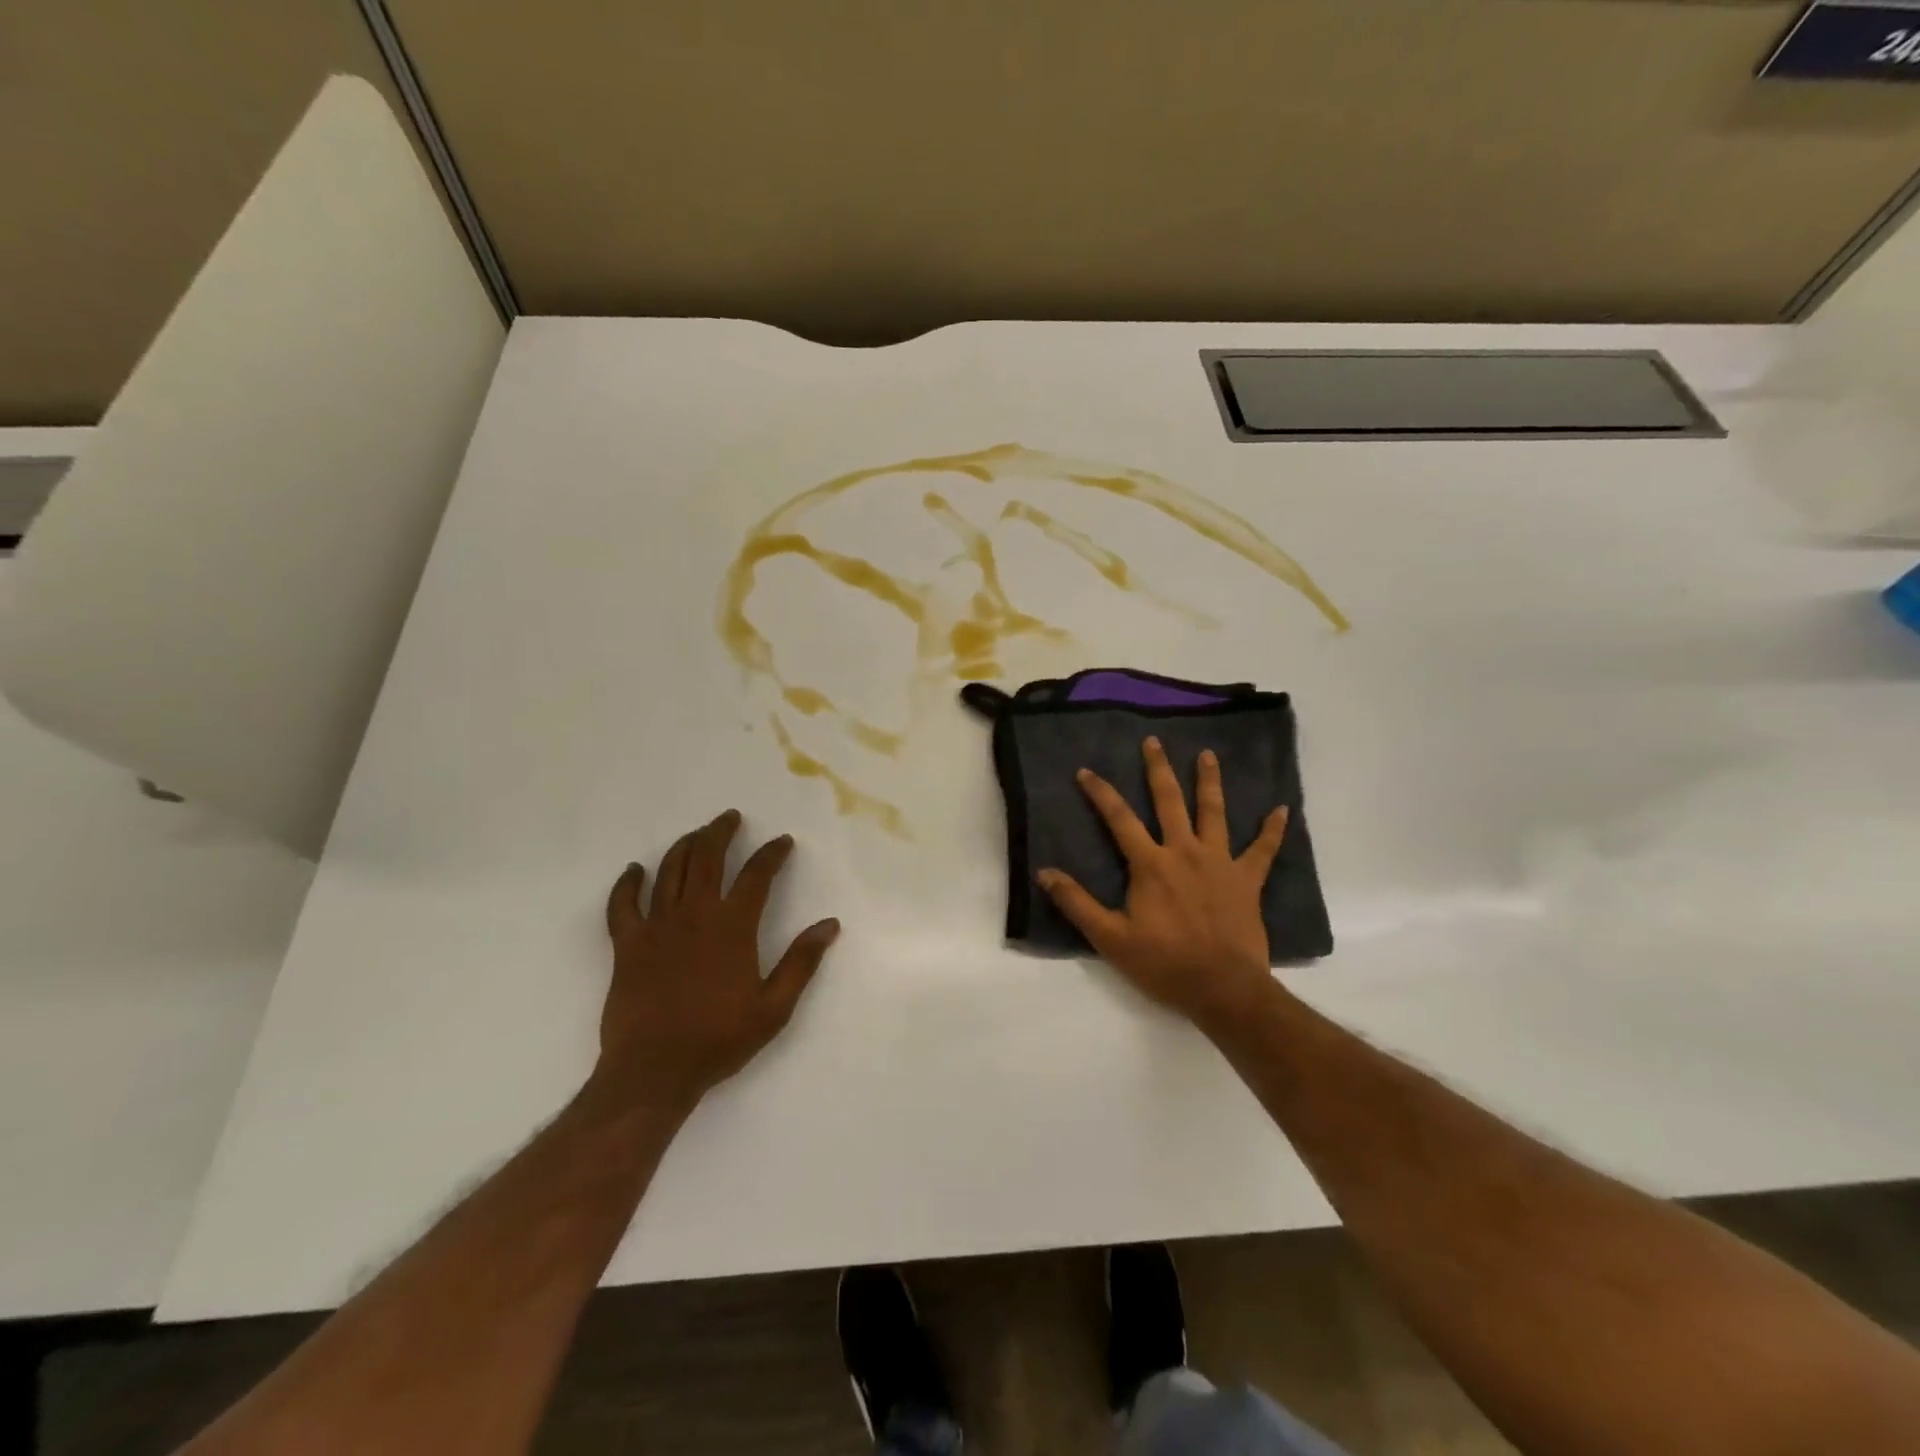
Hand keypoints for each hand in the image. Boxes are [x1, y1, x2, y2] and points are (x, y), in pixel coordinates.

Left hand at [595, 810, 839, 1112]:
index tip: (782, 842)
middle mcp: (695, 915)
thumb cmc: (718, 1040)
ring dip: (684, 846)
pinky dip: (627, 884)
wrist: (654, 1071)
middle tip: (730, 817)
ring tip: (696, 834)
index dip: (772, 854)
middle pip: (708, 858)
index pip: (757, 875)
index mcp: (733, 927)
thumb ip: (801, 962)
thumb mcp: (774, 1007)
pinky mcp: (627, 945)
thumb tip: (829, 925)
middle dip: (721, 832)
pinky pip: (622, 904)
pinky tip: (633, 871)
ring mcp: (657, 927)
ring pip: (670, 871)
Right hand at [1037, 737, 1287, 1029]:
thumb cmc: (1164, 963)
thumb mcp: (1110, 938)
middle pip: (1169, 801)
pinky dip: (1273, 830)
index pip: (1120, 819)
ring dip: (1210, 782)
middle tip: (1154, 742)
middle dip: (1159, 769)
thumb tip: (1044, 873)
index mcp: (1151, 864)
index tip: (1086, 771)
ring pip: (1214, 813)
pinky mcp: (1247, 880)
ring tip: (1208, 755)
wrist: (1223, 988)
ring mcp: (1220, 862)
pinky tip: (1282, 809)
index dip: (1101, 793)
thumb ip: (1077, 903)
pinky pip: (1264, 850)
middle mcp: (1185, 852)